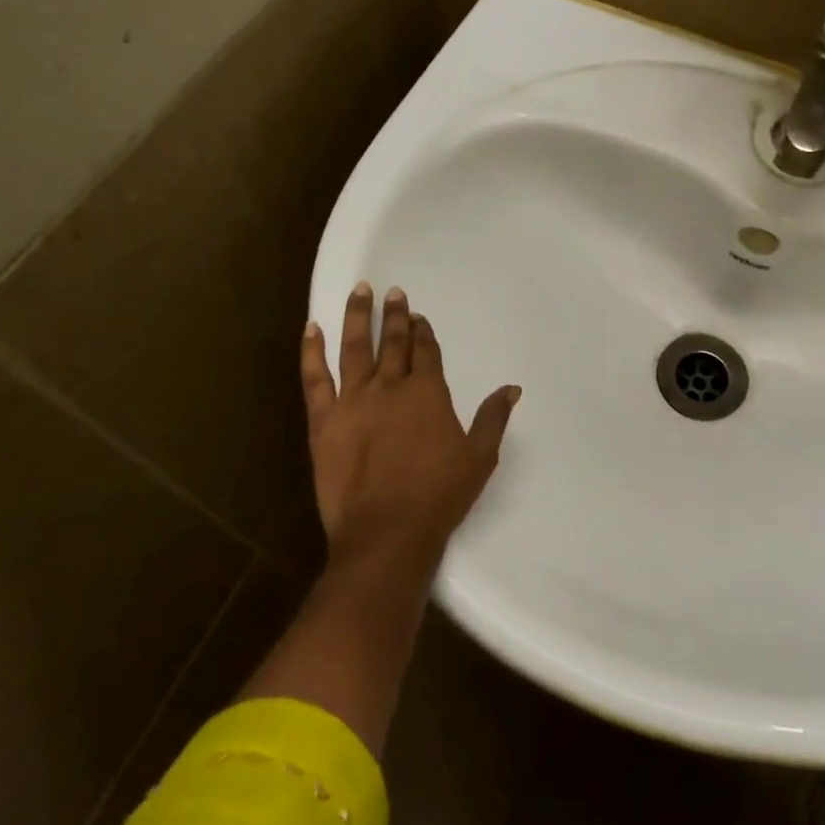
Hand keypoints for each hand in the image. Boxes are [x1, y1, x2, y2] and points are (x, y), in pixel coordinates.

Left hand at [301, 282, 520, 570]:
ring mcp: (353, 401)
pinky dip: (312, 351)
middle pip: (393, 343)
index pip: (426, 351)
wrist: (386, 533)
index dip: (423, 331)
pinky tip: (312, 328)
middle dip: (396, 316)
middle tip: (394, 293)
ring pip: (355, 349)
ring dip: (358, 317)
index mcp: (427, 393)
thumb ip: (493, 418)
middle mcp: (389, 387)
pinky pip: (315, 378)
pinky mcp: (323, 421)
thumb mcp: (479, 457)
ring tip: (360, 291)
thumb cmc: (439, 495)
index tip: (420, 316)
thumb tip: (512, 388)